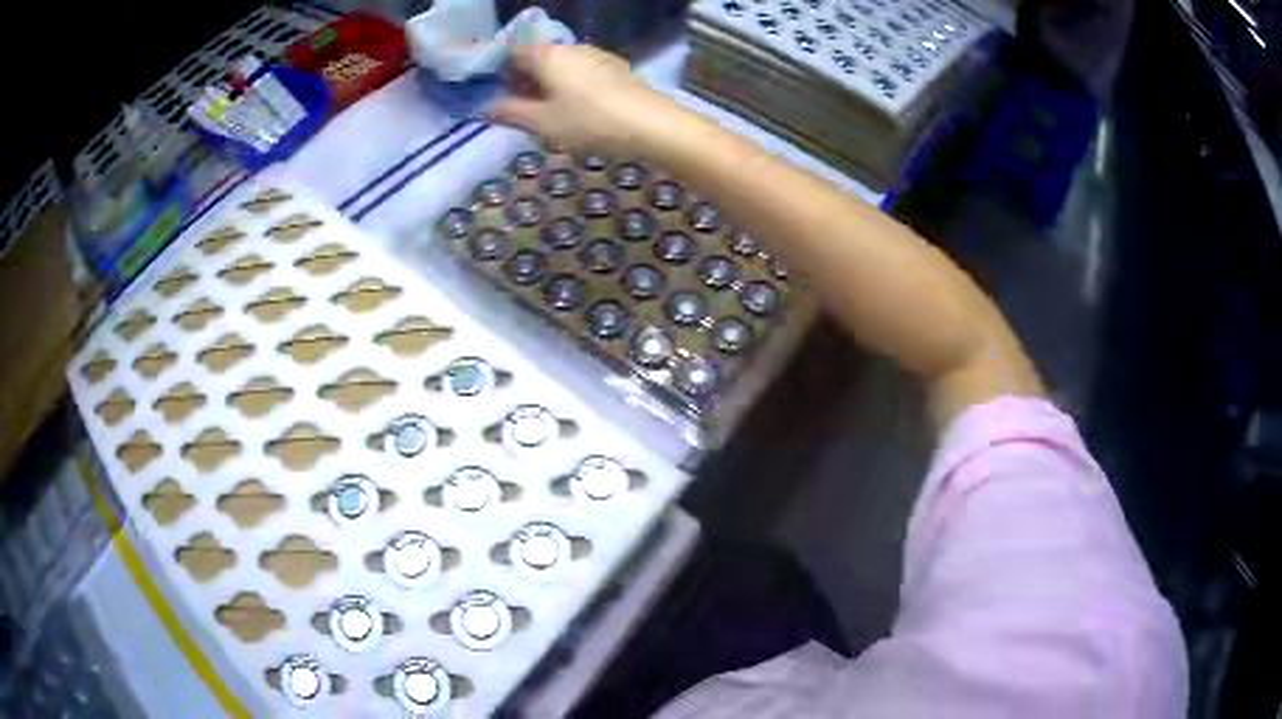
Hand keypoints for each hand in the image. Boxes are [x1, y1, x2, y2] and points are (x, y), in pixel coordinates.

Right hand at [486, 45, 673, 157]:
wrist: (650, 124)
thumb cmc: (588, 122)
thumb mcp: (542, 123)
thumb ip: (509, 113)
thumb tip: (484, 107)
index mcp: (546, 54)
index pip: (510, 52)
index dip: (497, 72)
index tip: (494, 96)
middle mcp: (569, 47)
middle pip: (535, 57)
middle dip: (522, 80)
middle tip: (519, 110)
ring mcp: (595, 55)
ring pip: (559, 65)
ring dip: (546, 85)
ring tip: (547, 115)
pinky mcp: (614, 67)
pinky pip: (579, 72)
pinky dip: (568, 85)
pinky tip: (576, 110)